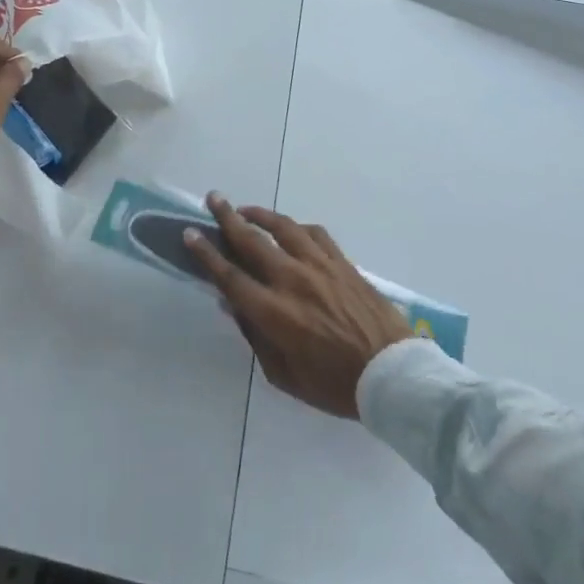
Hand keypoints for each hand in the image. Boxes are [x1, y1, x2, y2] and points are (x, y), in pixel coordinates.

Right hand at [184, 196, 410, 418]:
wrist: (392, 374)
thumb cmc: (335, 385)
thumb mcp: (285, 375)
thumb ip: (256, 337)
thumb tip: (233, 306)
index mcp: (274, 312)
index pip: (230, 275)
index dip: (206, 254)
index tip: (190, 233)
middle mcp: (292, 280)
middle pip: (251, 240)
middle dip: (227, 217)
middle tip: (213, 198)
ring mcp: (319, 266)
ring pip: (282, 227)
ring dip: (260, 214)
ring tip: (245, 210)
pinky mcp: (342, 262)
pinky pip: (314, 233)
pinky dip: (296, 227)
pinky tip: (290, 229)